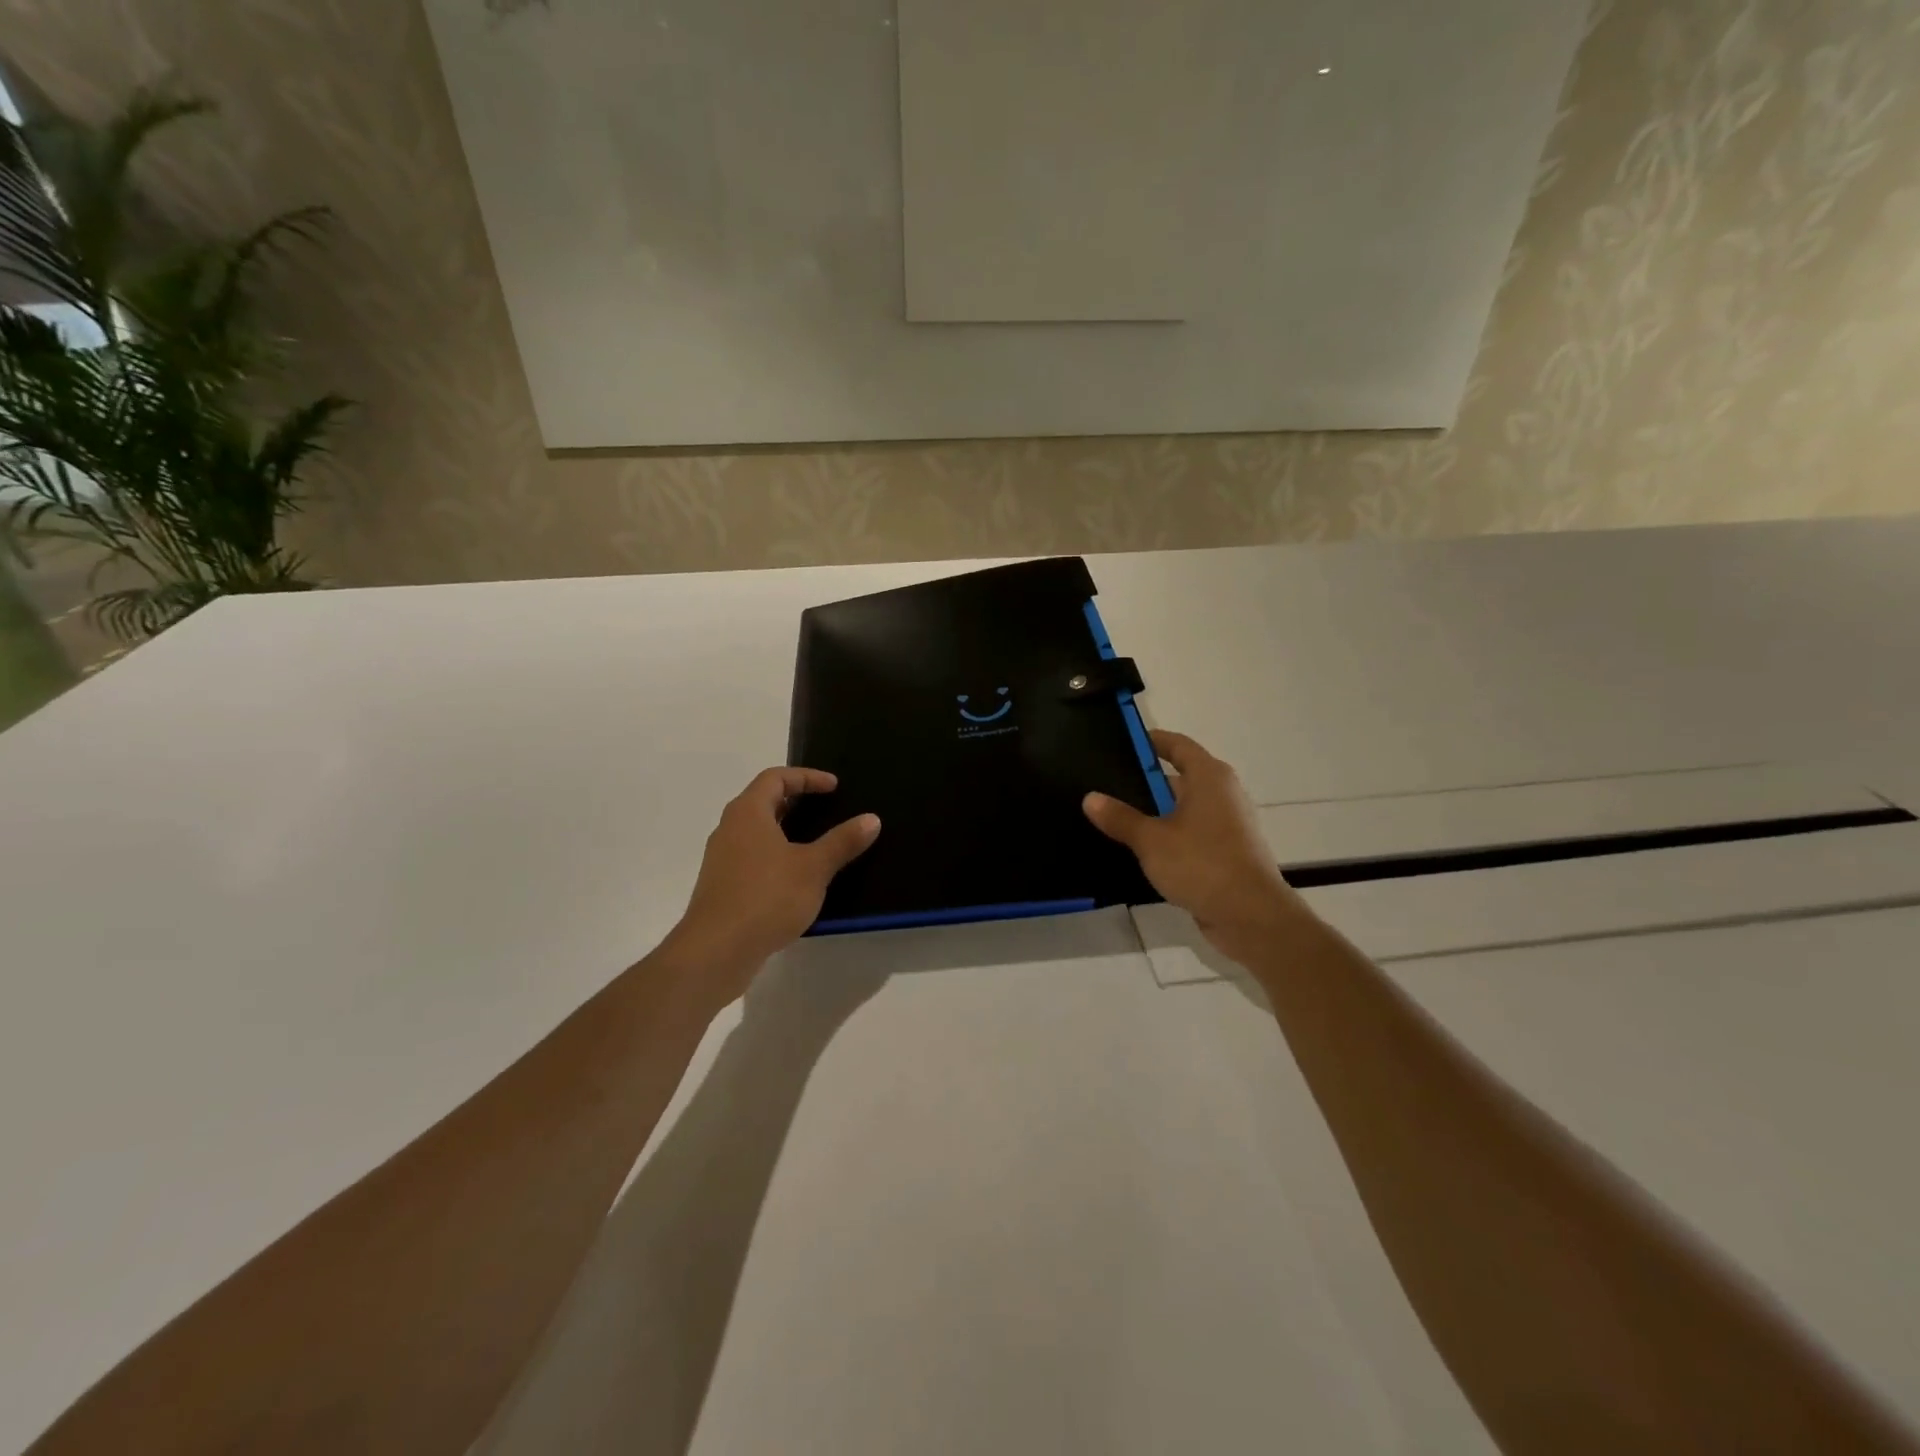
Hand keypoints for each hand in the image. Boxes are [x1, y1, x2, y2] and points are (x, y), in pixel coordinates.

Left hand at [664, 768, 880, 1007]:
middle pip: (762, 801)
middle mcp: (729, 829)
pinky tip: (796, 878)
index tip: (834, 787)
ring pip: (756, 832)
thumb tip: (871, 819)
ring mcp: (722, 859)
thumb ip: (842, 841)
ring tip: (815, 843)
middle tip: (825, 808)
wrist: (715, 952)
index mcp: (748, 813)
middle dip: (795, 801)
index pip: (775, 778)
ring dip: (785, 830)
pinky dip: (776, 856)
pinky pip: (752, 858)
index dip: (806, 777)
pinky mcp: (722, 887)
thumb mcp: (813, 868)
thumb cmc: (766, 898)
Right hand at [1083, 730, 1306, 964]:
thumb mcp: (1151, 840)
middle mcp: (1223, 793)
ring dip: (1155, 812)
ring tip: (1115, 817)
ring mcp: (1228, 824)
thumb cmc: (1202, 864)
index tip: (1122, 743)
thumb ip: (1120, 818)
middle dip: (1145, 781)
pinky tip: (1140, 849)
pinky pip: (1191, 833)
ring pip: (1184, 808)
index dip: (1151, 741)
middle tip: (1106, 784)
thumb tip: (1091, 798)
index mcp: (1209, 777)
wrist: (1251, 916)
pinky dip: (1168, 835)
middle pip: (1179, 776)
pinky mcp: (1226, 852)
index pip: (1177, 745)